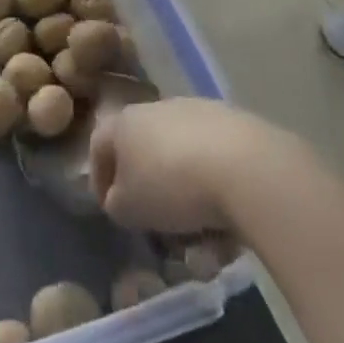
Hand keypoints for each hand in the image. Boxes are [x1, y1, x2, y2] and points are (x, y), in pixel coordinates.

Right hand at [88, 98, 290, 236]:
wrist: (243, 166)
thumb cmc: (171, 185)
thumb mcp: (129, 208)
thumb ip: (117, 204)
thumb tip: (120, 199)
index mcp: (126, 122)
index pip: (99, 145)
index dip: (99, 178)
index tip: (110, 208)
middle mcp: (158, 108)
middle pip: (145, 150)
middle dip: (150, 188)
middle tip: (159, 223)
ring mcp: (198, 111)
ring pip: (182, 157)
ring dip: (185, 192)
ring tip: (200, 235)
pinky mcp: (233, 123)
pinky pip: (214, 160)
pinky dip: (215, 187)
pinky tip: (227, 222)